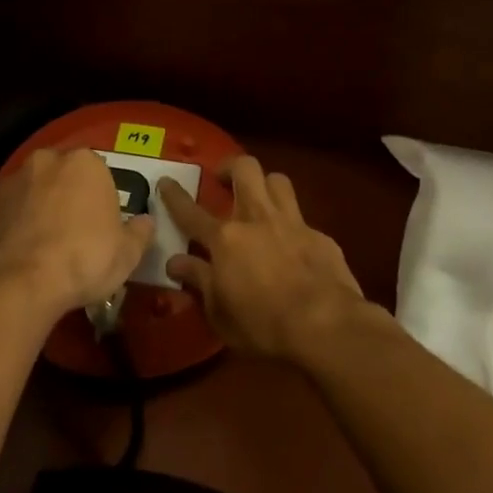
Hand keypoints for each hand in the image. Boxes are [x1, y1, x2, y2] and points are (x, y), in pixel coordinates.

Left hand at [0, 149, 153, 317]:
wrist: (20, 282)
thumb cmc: (84, 260)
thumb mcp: (127, 254)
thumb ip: (139, 232)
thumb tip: (145, 222)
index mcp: (85, 163)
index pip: (98, 171)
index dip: (100, 196)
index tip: (101, 222)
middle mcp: (46, 160)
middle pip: (61, 173)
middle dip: (66, 193)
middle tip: (73, 228)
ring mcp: (12, 180)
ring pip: (32, 187)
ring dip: (38, 204)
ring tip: (43, 241)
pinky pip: (7, 208)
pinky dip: (13, 220)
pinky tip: (19, 248)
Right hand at [159, 157, 365, 360]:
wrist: (326, 325)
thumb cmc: (264, 325)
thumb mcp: (220, 313)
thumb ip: (199, 281)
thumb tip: (176, 262)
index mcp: (225, 239)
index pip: (190, 212)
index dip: (174, 195)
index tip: (165, 180)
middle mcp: (257, 219)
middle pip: (245, 170)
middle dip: (231, 167)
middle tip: (224, 179)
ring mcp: (292, 223)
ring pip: (278, 180)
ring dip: (266, 184)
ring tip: (260, 199)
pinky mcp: (321, 236)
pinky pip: (303, 219)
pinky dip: (293, 228)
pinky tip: (294, 247)